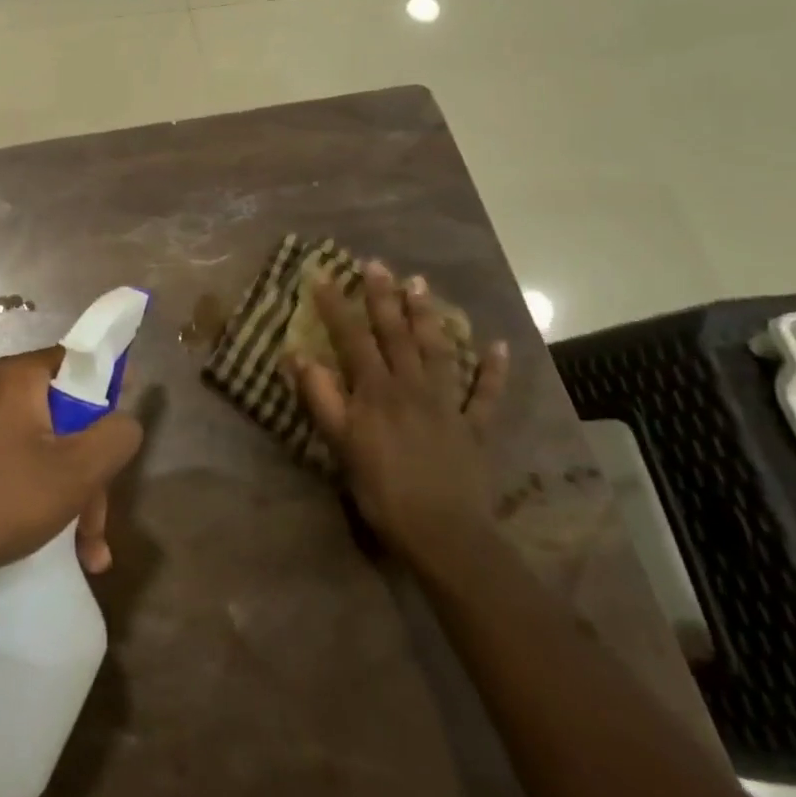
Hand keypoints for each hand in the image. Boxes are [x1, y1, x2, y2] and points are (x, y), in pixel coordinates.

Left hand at [0, 348, 144, 580]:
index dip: (110, 388)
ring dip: (68, 496)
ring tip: (85, 552)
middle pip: (62, 416)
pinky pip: (10, 466)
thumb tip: (125, 421)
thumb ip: (115, 438)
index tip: (122, 429)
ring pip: (39, 449)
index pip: (78, 360)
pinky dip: (35, 498)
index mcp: (18, 378)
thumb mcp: (75, 472)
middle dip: (89, 471)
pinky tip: (52, 547)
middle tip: (97, 524)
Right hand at [284, 264, 508, 561]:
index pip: (352, 338)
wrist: (443, 532)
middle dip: (383, 297)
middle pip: (396, 334)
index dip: (337, 306)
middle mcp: (411, 386)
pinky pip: (485, 394)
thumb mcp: (339, 444)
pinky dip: (492, 370)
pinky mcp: (475, 427)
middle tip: (377, 264)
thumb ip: (320, 398)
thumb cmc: (381, 489)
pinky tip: (498, 346)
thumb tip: (297, 355)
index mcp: (375, 391)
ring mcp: (447, 404)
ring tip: (421, 285)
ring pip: (437, 351)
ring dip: (427, 317)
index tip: (323, 275)